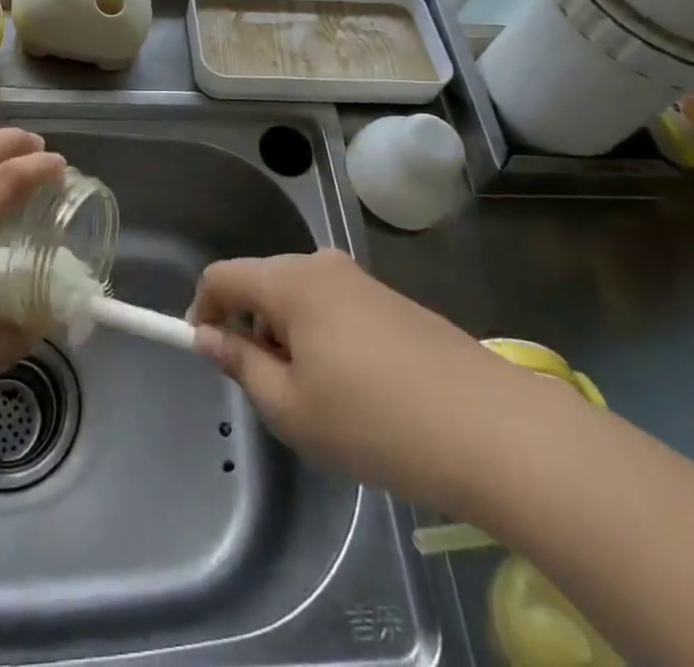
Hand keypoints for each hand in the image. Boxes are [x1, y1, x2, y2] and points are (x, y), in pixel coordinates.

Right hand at [190, 249, 544, 513]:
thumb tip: (209, 337)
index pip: (223, 275)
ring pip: (298, 296)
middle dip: (249, 327)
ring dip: (286, 335)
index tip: (208, 354)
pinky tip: (354, 389)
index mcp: (291, 281)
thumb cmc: (375, 421)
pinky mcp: (390, 298)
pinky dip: (321, 336)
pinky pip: (333, 305)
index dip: (203, 310)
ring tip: (315, 397)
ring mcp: (361, 279)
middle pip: (261, 282)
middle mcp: (322, 265)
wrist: (490, 427)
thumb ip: (241, 365)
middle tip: (268, 389)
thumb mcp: (291, 407)